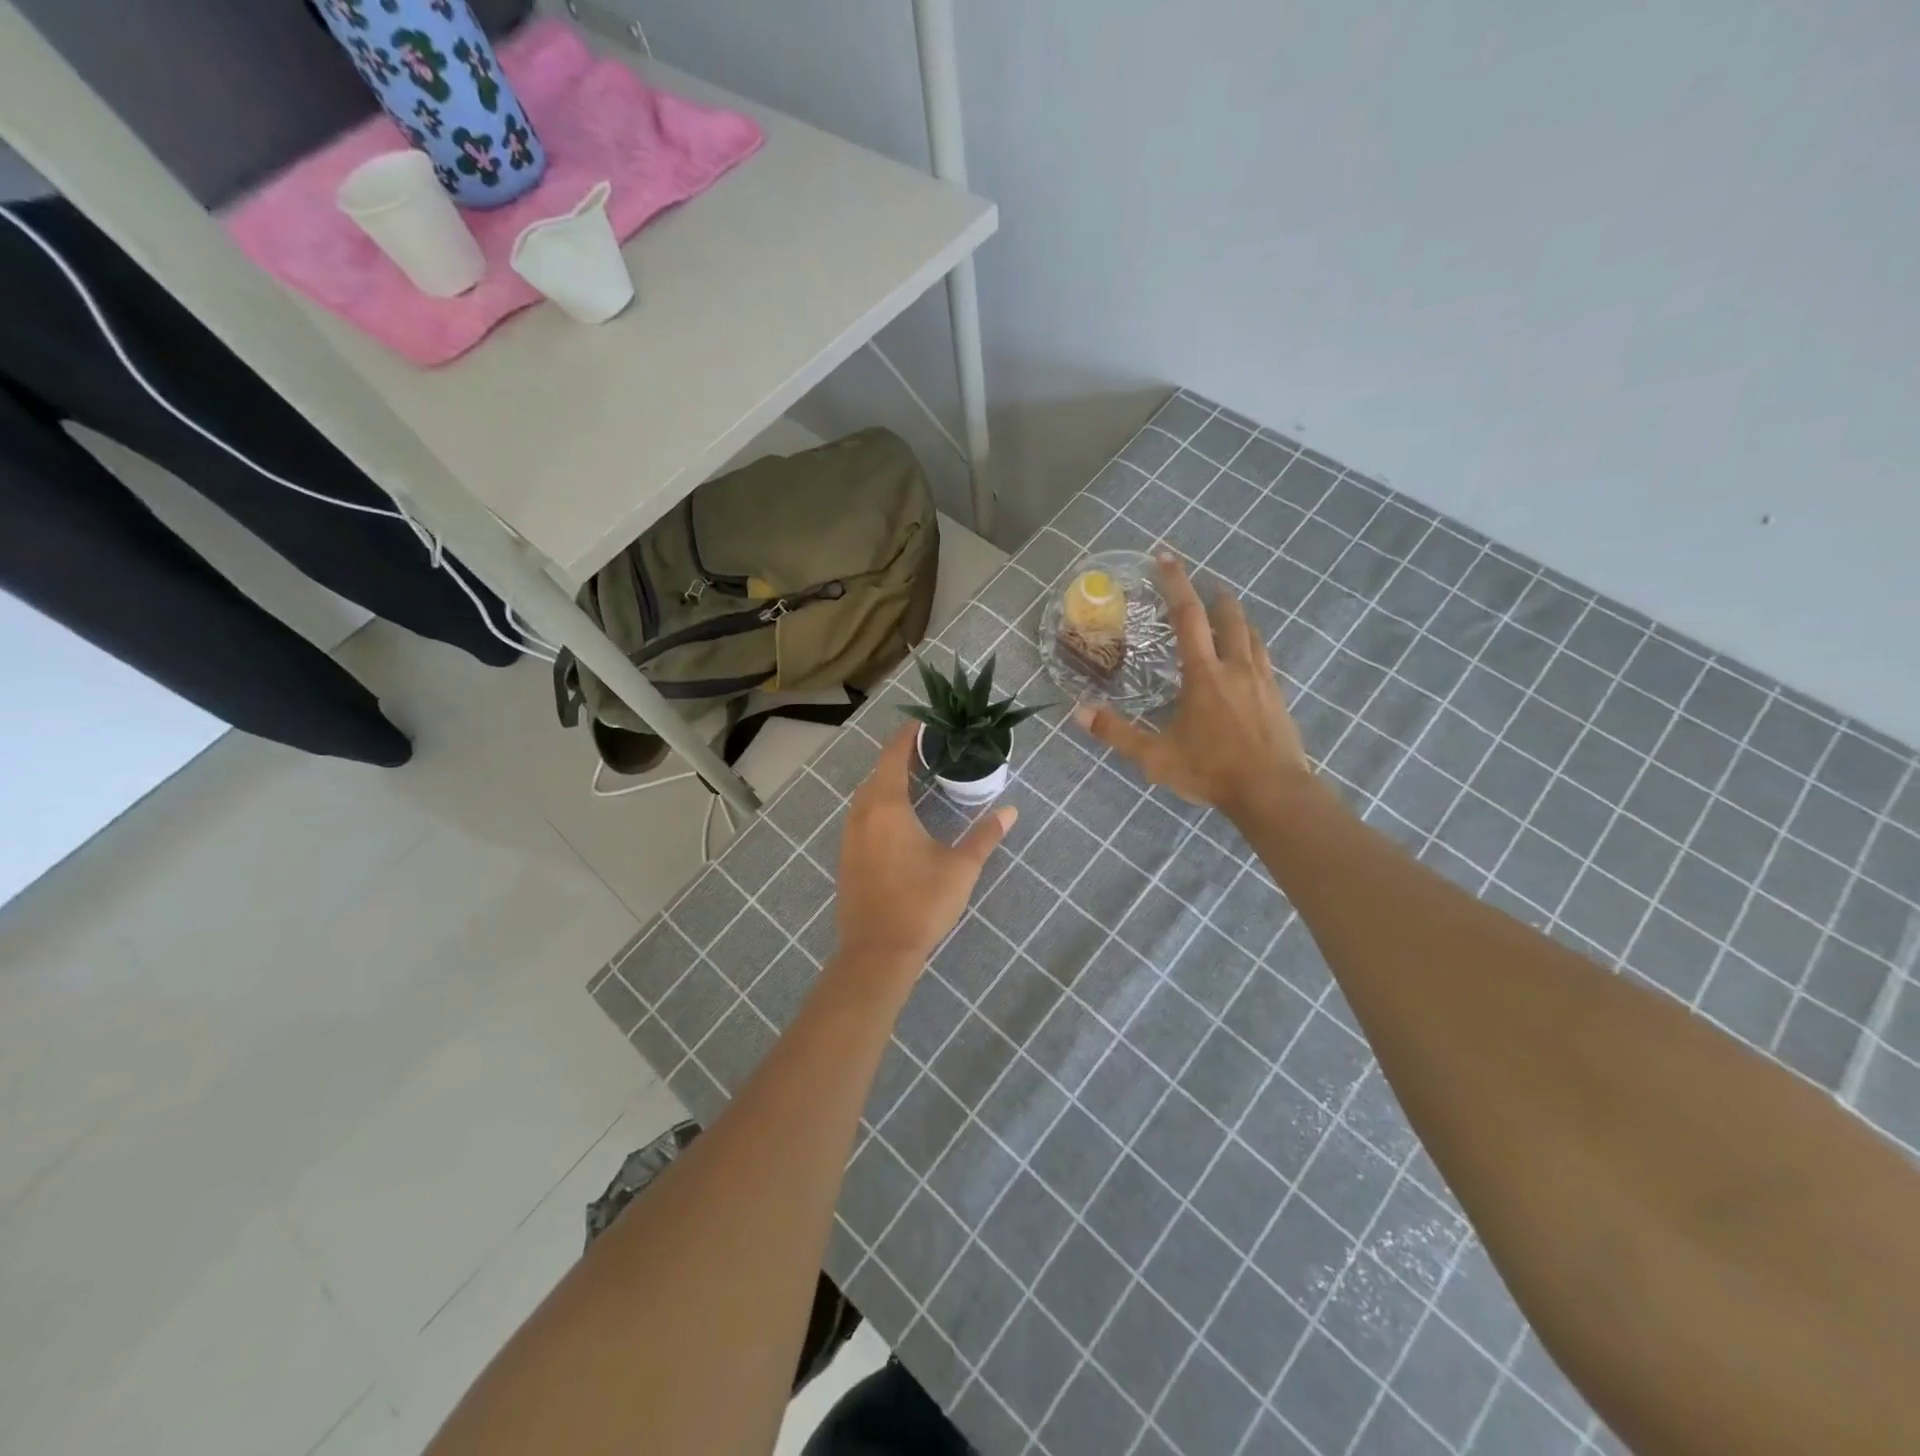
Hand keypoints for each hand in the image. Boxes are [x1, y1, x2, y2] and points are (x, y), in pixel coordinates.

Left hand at [834, 726, 1016, 979]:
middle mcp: (862, 814)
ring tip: (917, 781)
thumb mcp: (960, 868)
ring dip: (887, 783)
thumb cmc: (921, 903)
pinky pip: (861, 817)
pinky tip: (899, 819)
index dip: (908, 736)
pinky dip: (878, 806)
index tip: (925, 722)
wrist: (877, 952)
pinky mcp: (846, 858)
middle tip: (930, 752)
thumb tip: (1009, 810)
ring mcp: (849, 837)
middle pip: (878, 773)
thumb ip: (985, 835)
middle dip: (900, 758)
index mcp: (886, 807)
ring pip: (866, 797)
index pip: (893, 756)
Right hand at [1075, 552, 1310, 821]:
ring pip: (1252, 635)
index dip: (1176, 584)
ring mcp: (1262, 681)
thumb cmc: (1211, 771)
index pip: (1188, 617)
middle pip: (1229, 617)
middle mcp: (1235, 667)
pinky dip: (1252, 645)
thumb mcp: (1156, 757)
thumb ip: (1117, 733)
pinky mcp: (1278, 697)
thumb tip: (1079, 713)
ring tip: (1226, 614)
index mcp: (1204, 675)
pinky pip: (1264, 659)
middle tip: (1203, 586)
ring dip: (1237, 618)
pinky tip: (1248, 658)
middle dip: (1214, 596)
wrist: (1273, 793)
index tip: (1166, 558)